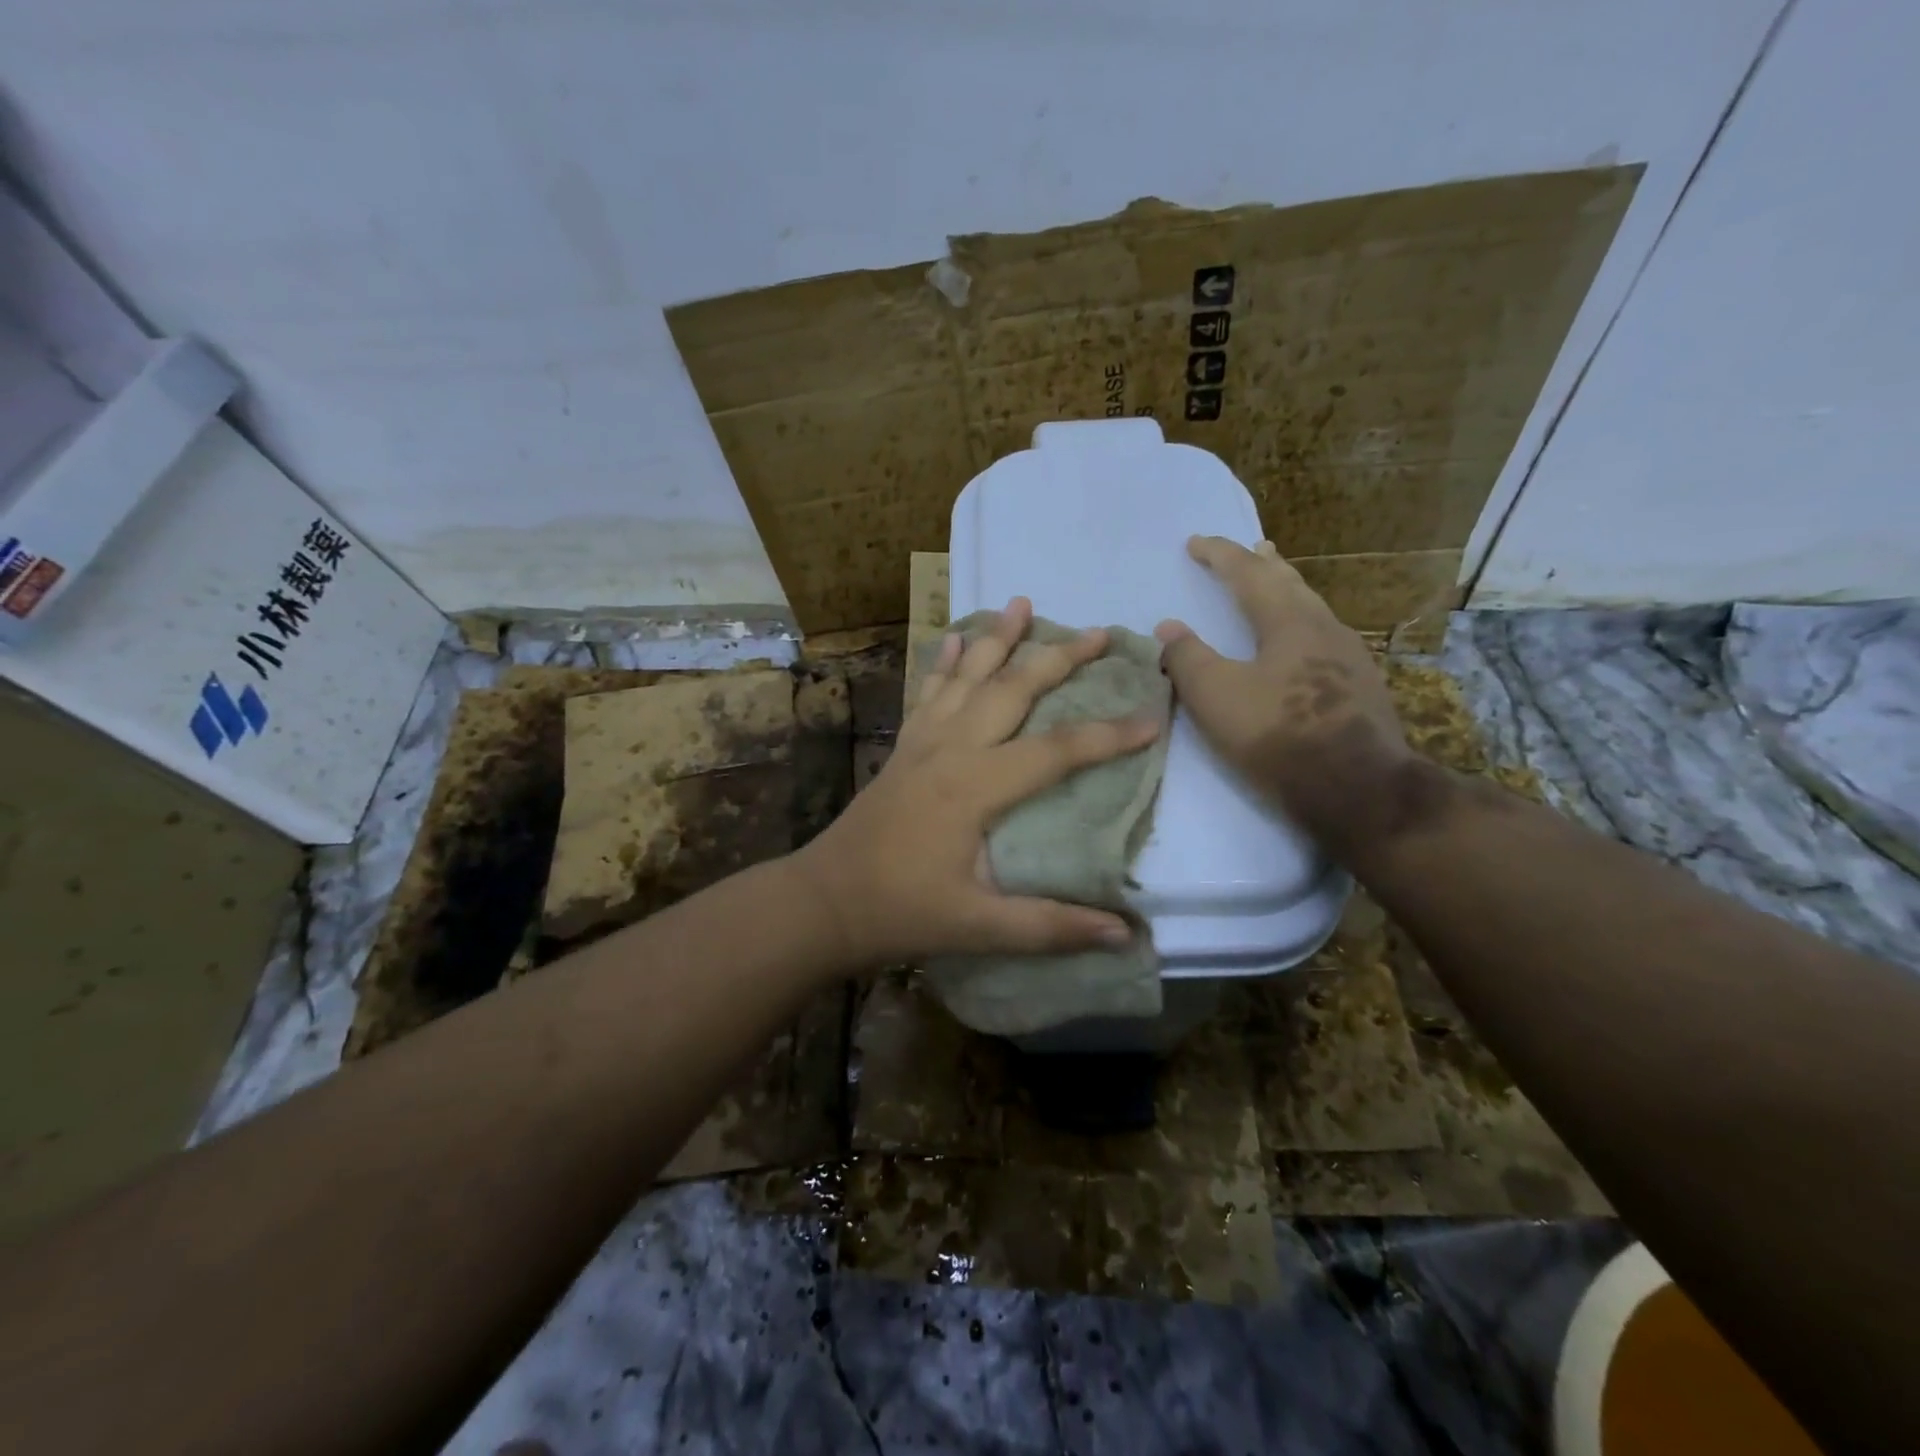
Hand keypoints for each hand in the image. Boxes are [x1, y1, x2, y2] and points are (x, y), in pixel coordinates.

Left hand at [794, 597, 1162, 968]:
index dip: (1108, 735)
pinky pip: (928, 692)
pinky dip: (945, 662)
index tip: (1153, 717)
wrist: (824, 900)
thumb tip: (1125, 933)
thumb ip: (1050, 926)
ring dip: (998, 639)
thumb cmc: (901, 912)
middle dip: (1058, 659)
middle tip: (1098, 632)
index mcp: (975, 787)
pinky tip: (954, 638)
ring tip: (1023, 603)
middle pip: (1013, 690)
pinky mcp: (903, 747)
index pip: (1057, 751)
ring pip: (967, 677)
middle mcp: (951, 749)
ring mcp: (922, 742)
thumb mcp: (979, 928)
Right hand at [1155, 536, 1414, 855]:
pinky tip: (1302, 644)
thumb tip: (1167, 627)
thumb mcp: (1216, 696)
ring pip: (1312, 610)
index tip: (1195, 542)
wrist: (1357, 788)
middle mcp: (1323, 628)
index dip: (1220, 555)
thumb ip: (1186, 657)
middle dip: (1265, 565)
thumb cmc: (1278, 734)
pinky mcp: (1359, 687)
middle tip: (1253, 548)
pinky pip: (1323, 637)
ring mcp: (1349, 657)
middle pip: (1291, 584)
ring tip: (1277, 586)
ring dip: (1288, 592)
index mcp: (1288, 621)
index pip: (1248, 574)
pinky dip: (1301, 624)